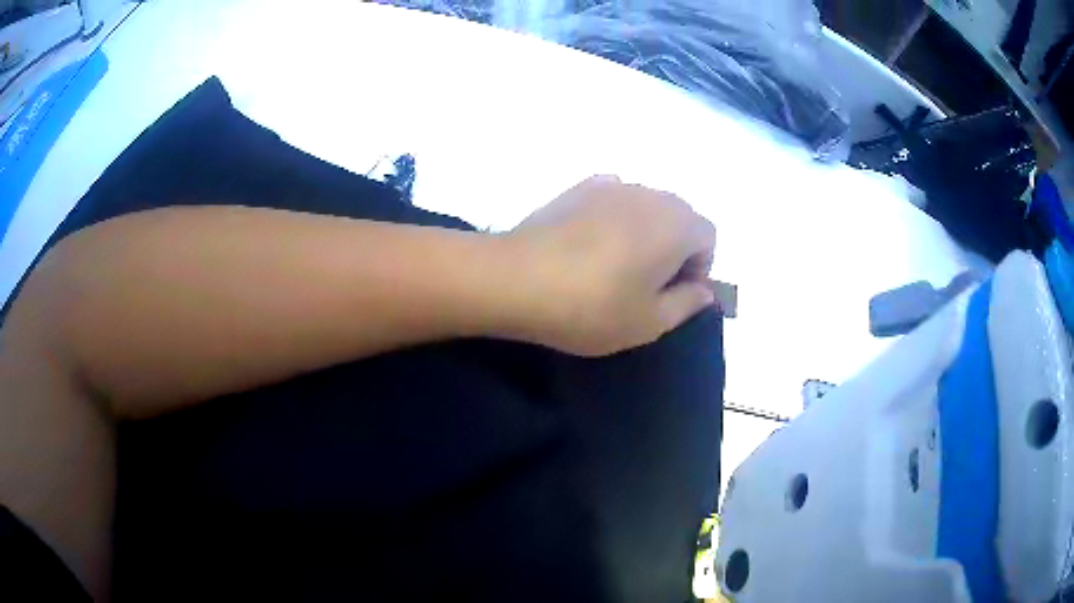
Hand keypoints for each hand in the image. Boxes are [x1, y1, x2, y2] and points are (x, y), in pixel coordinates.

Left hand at [504, 175, 716, 356]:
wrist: (516, 279)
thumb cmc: (592, 307)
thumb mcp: (650, 322)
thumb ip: (688, 303)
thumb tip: (705, 290)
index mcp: (677, 224)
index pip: (708, 237)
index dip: (699, 268)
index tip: (672, 295)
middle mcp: (650, 193)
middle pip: (679, 217)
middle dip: (674, 248)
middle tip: (644, 285)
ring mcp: (611, 185)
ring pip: (645, 207)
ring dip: (643, 232)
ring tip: (612, 266)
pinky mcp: (577, 187)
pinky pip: (611, 199)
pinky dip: (612, 218)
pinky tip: (587, 245)